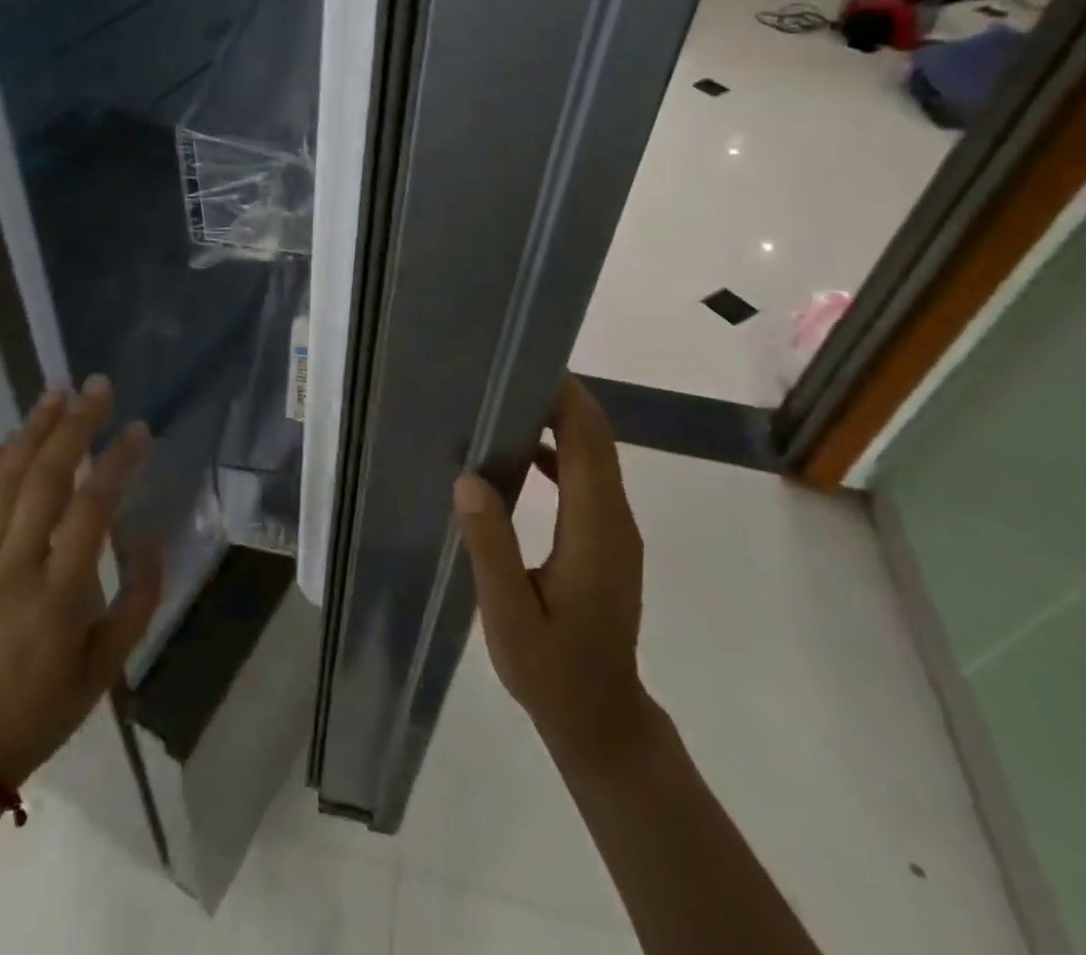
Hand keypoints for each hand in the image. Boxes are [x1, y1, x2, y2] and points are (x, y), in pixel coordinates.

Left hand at [0, 375, 161, 788]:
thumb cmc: (47, 705)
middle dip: (74, 426)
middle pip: (44, 479)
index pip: (91, 510)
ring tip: (57, 393)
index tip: (138, 429)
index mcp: (59, 595)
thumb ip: (140, 600)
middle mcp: (15, 568)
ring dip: (32, 431)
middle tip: (97, 386)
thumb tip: (155, 537)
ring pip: (3, 481)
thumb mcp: (109, 666)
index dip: (116, 462)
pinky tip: (9, 438)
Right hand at [453, 376, 647, 764]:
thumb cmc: (553, 671)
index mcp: (595, 530)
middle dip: (561, 398)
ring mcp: (616, 529)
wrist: (602, 719)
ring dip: (560, 422)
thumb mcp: (510, 616)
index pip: (589, 443)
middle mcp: (615, 519)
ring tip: (506, 403)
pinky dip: (561, 452)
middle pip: (598, 439)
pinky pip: (589, 478)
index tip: (525, 366)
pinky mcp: (608, 538)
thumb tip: (469, 478)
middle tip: (506, 374)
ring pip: (596, 455)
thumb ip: (491, 546)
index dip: (565, 399)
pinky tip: (521, 455)